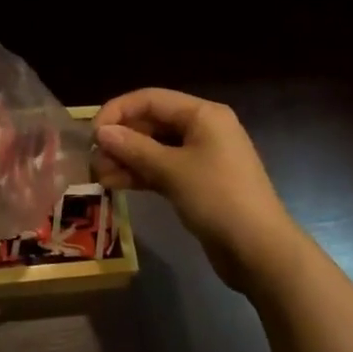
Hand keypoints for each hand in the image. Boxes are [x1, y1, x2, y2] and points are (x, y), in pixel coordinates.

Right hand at [93, 89, 305, 291]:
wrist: (260, 252)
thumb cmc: (218, 199)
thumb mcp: (172, 170)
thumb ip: (134, 148)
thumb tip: (101, 132)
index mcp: (202, 114)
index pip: (150, 99)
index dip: (118, 111)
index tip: (92, 134)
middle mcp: (203, 129)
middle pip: (152, 122)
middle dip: (121, 138)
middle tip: (94, 160)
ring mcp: (202, 157)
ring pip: (155, 148)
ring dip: (127, 159)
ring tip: (99, 176)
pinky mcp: (198, 182)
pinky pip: (163, 168)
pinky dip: (141, 174)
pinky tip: (116, 184)